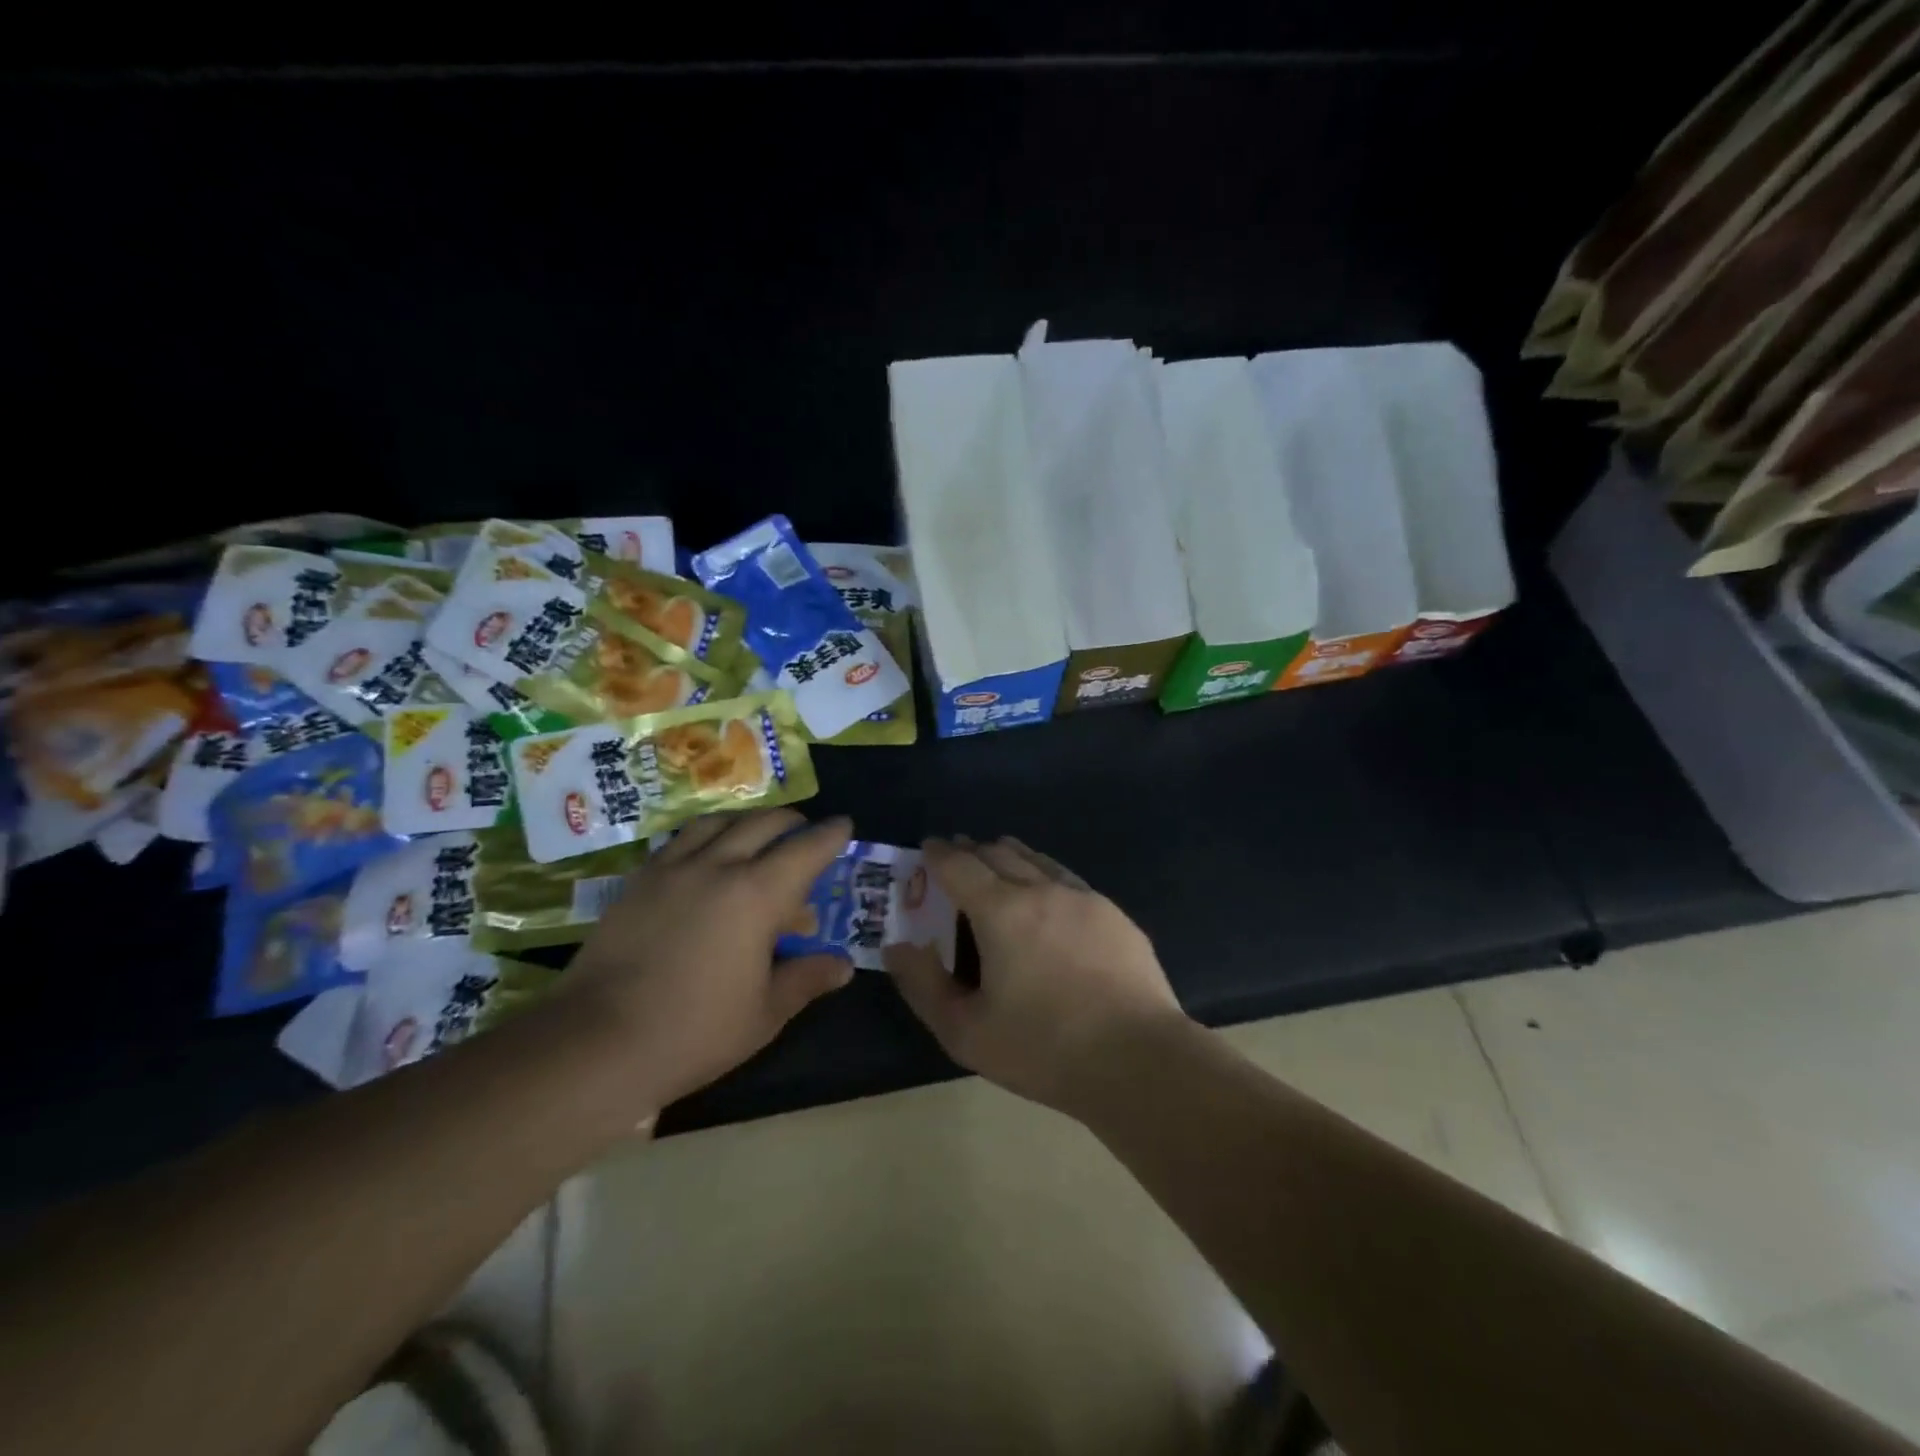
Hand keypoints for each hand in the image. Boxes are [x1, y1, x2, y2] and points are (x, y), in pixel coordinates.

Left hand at [563, 809, 855, 1114]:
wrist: (597, 1042)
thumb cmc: (694, 1031)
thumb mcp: (764, 1013)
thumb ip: (806, 979)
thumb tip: (843, 966)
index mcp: (757, 895)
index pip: (806, 849)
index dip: (830, 835)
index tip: (844, 824)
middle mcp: (717, 866)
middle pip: (763, 824)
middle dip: (792, 823)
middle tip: (805, 833)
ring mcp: (673, 869)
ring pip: (718, 823)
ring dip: (747, 821)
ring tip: (757, 834)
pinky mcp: (639, 881)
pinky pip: (681, 840)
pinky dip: (706, 835)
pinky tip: (705, 856)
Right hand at [885, 837, 1187, 1117]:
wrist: (1138, 1059)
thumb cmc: (1043, 1048)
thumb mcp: (966, 1031)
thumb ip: (923, 985)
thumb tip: (898, 946)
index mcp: (1001, 911)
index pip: (960, 865)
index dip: (938, 854)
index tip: (927, 848)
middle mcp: (1042, 889)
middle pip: (999, 853)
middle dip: (972, 850)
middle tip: (957, 857)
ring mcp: (1084, 898)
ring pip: (1038, 860)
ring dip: (1010, 856)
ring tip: (998, 862)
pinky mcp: (1115, 915)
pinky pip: (1068, 879)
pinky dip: (1044, 875)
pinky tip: (1048, 896)